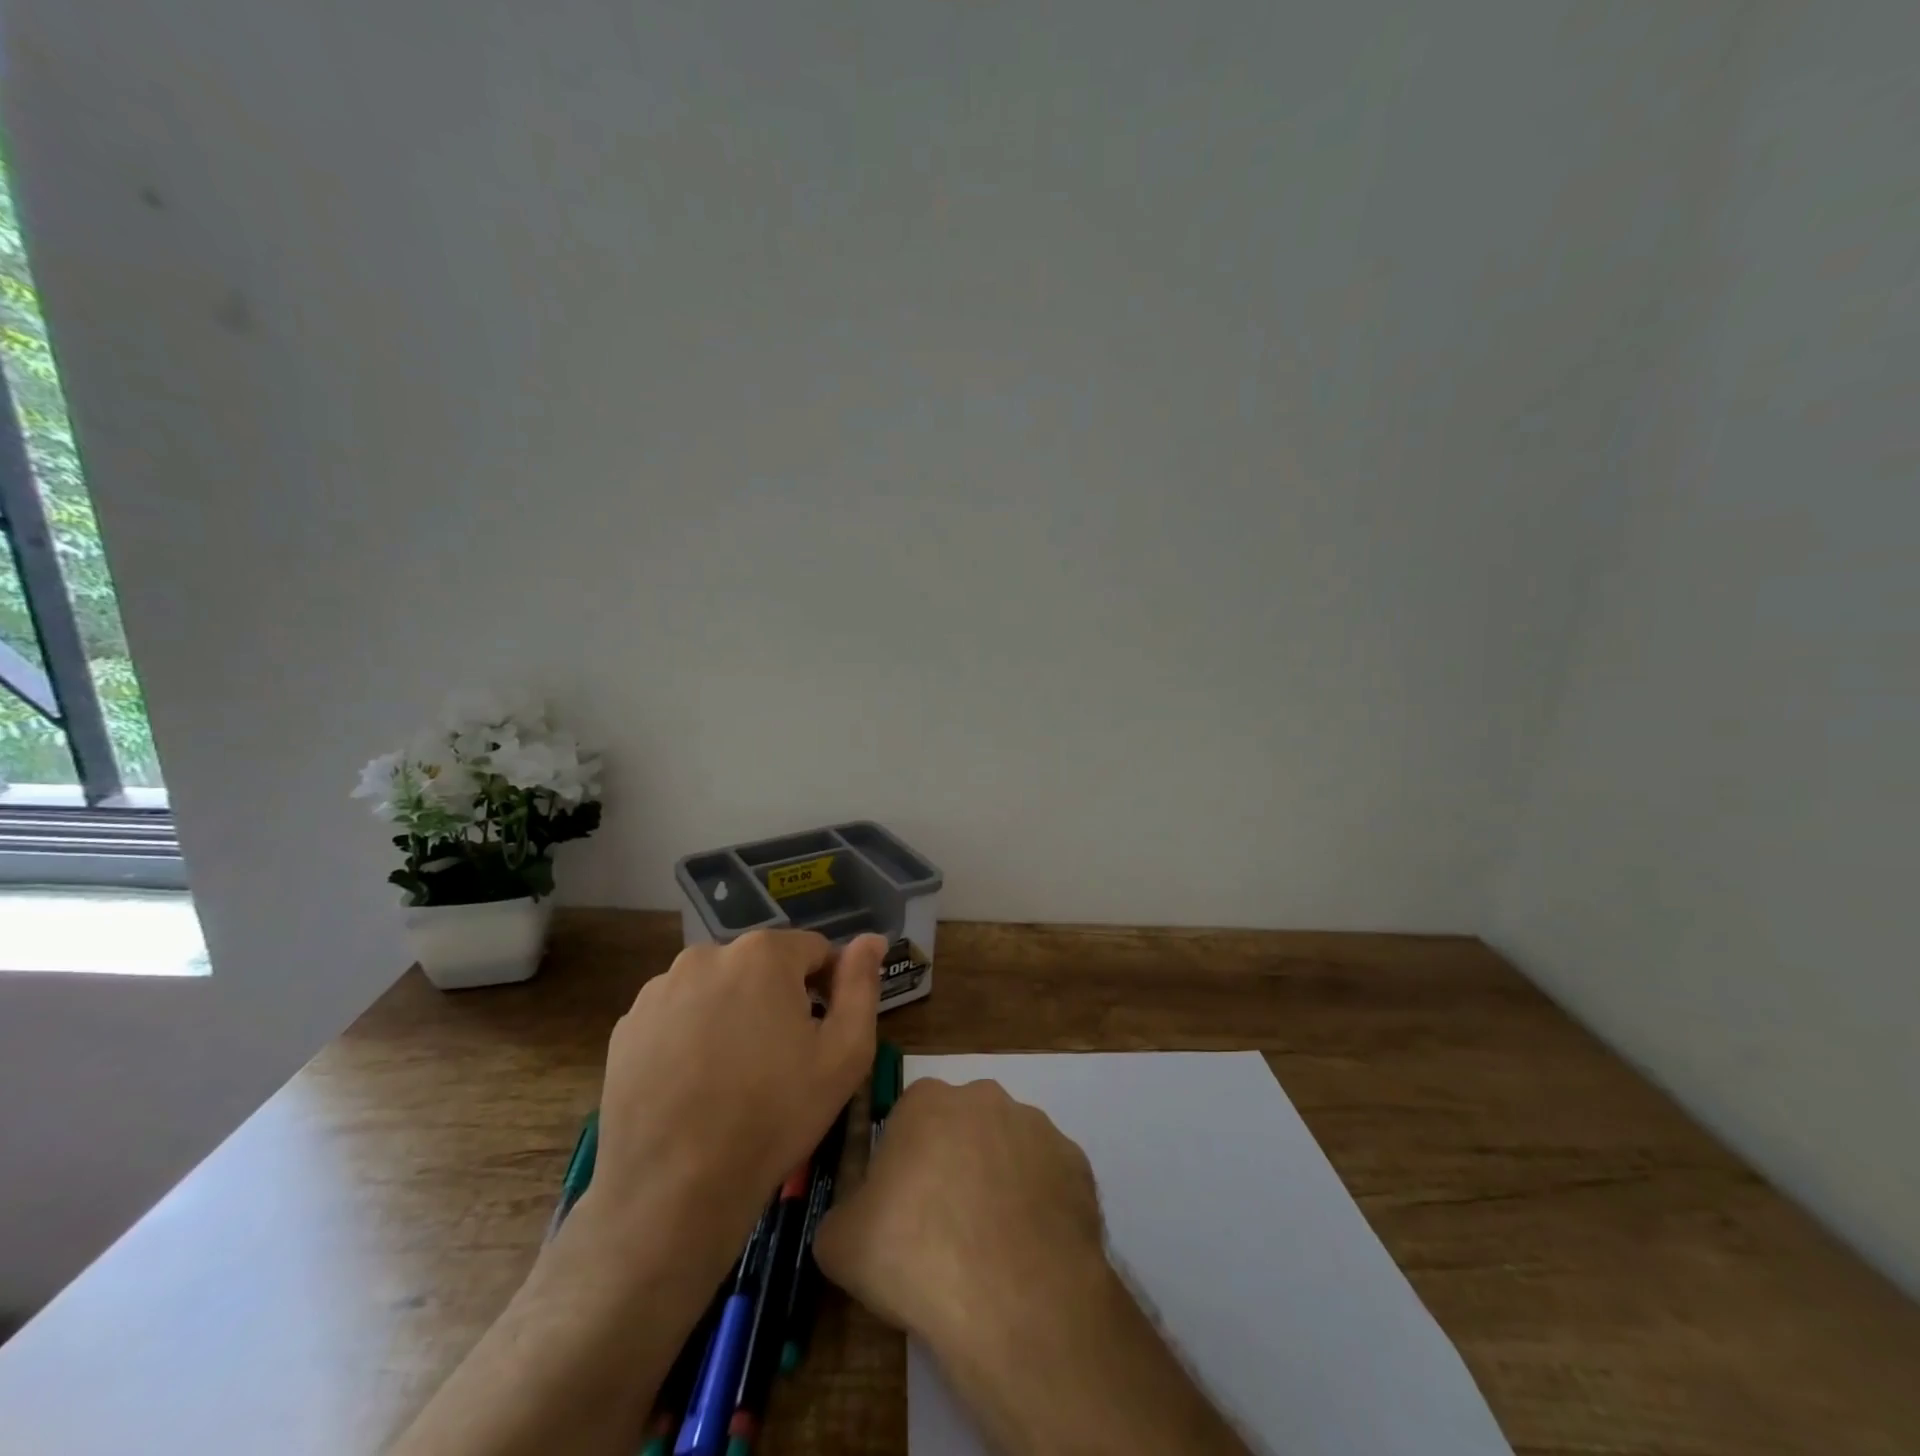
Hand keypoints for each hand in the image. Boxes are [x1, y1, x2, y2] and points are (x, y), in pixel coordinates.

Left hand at [582, 929, 882, 1271]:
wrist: (672, 1192)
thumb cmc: (773, 1116)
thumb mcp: (844, 1054)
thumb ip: (861, 985)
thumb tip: (871, 939)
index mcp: (763, 953)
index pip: (813, 951)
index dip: (828, 989)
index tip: (822, 1036)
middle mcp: (707, 955)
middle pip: (762, 967)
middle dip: (778, 999)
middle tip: (781, 1061)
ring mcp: (659, 989)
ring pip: (718, 989)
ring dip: (734, 1014)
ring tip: (735, 1076)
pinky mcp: (628, 1026)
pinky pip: (678, 1015)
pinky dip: (693, 1035)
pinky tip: (696, 1084)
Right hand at [816, 1080, 1250, 1455]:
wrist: (1013, 1291)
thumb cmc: (918, 1256)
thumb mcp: (845, 1241)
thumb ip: (841, 1214)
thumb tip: (847, 1216)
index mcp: (928, 1102)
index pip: (906, 1122)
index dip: (902, 1169)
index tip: (904, 1211)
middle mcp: (985, 1096)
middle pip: (958, 1134)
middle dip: (948, 1172)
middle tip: (944, 1234)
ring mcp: (1037, 1127)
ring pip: (1005, 1153)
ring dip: (996, 1188)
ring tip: (991, 1252)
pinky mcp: (1077, 1162)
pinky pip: (1046, 1178)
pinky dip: (1037, 1206)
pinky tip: (1031, 1253)